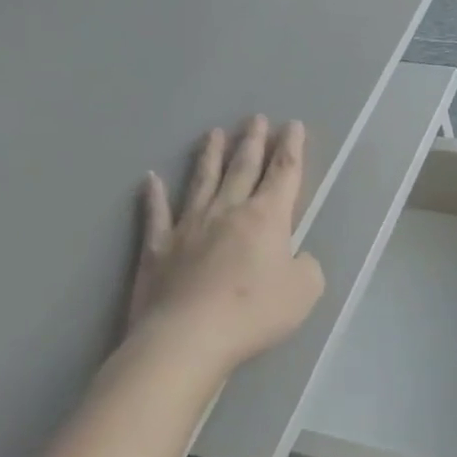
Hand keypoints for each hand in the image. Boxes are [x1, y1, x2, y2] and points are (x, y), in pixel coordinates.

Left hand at [129, 116, 324, 370]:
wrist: (187, 338)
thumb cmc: (254, 313)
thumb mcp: (305, 291)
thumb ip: (306, 266)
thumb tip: (295, 256)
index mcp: (267, 218)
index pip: (284, 173)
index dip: (292, 148)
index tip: (293, 125)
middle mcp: (228, 211)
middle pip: (243, 168)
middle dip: (253, 142)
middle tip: (255, 118)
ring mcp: (189, 227)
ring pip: (202, 182)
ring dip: (211, 156)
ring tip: (214, 134)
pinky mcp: (157, 249)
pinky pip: (156, 215)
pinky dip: (154, 196)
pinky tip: (150, 179)